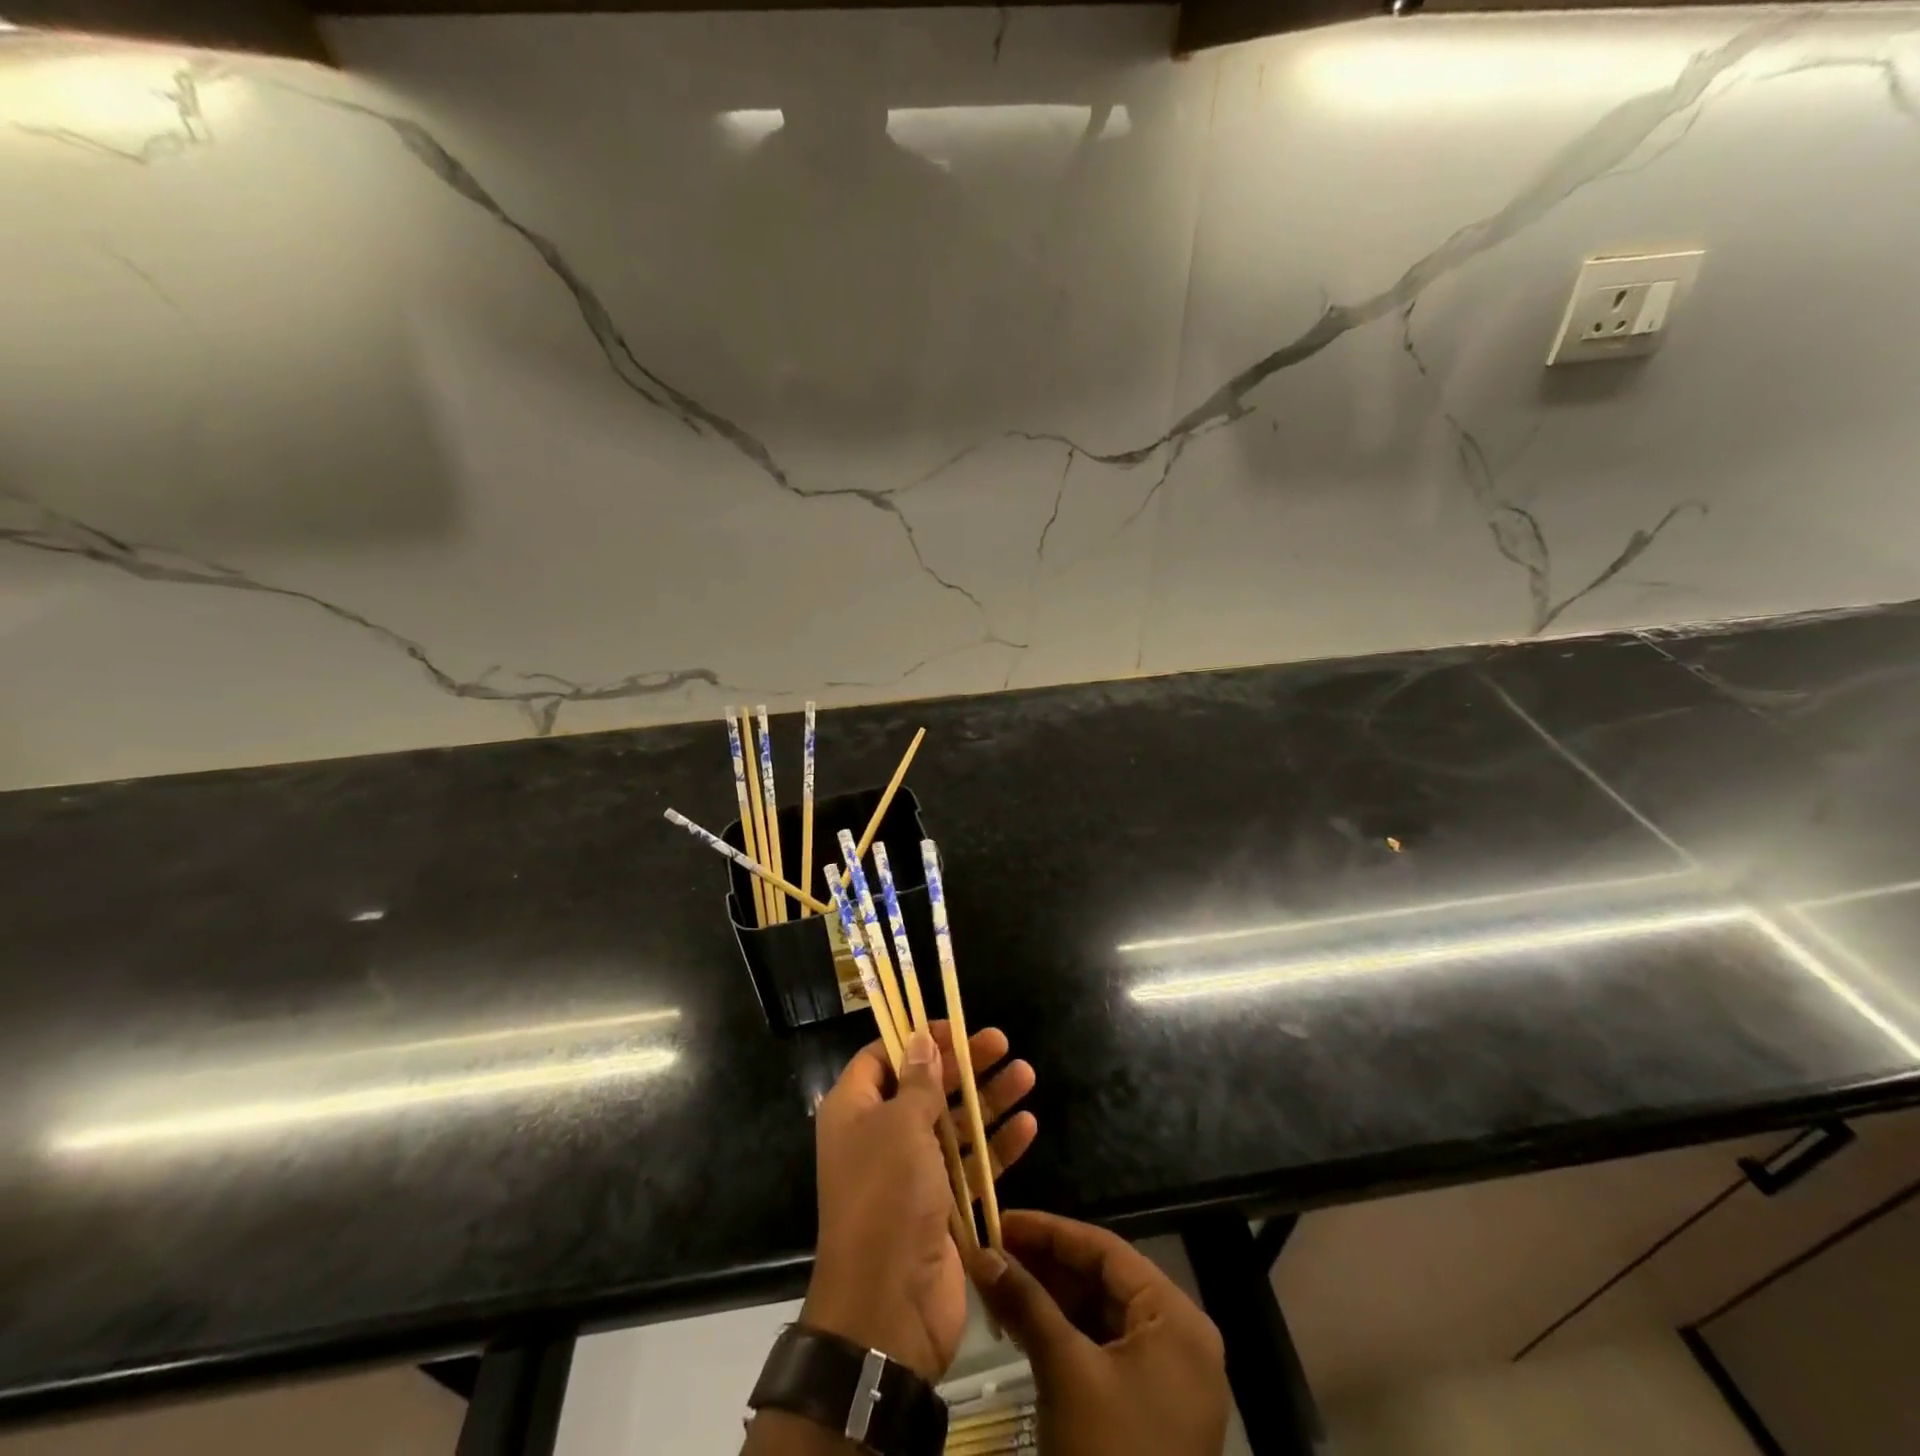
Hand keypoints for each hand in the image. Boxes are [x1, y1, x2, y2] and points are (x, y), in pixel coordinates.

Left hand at [801, 1024, 1036, 1381]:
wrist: (888, 1308)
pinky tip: (1029, 1125)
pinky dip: (998, 1145)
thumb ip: (917, 1082)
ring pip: (954, 1123)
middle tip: (1001, 1042)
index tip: (952, 1027)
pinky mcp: (942, 1206)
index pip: (882, 1057)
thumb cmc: (886, 1197)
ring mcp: (912, 1173)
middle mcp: (881, 1136)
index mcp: (855, 1111)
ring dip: (989, 1099)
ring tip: (1026, 1074)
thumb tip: (920, 1040)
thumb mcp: (900, 1126)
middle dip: (963, 1064)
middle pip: (925, 1085)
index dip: (915, 1038)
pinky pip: (972, 1165)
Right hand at [965, 1210, 1228, 1455]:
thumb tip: (981, 1253)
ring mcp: (1170, 1376)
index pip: (1106, 1250)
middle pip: (1105, 1279)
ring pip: (1102, 1313)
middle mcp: (1182, 1337)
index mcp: (1177, 1318)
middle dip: (1047, 1266)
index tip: (1001, 1220)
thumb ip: (1026, 1302)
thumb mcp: (1064, 1372)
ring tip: (1001, 1284)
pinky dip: (1066, 1334)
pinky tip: (1025, 1325)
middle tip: (995, 1254)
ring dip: (1051, 1298)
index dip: (1050, 1231)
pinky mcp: (1152, 1408)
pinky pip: (1106, 1349)